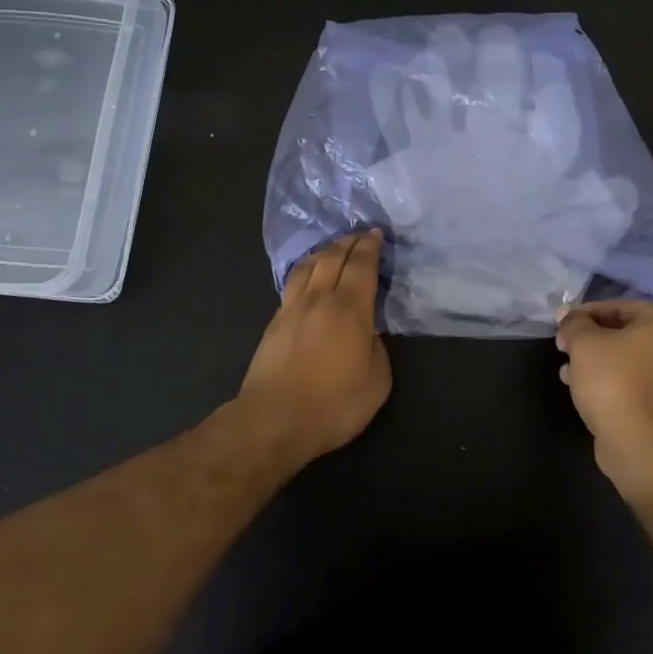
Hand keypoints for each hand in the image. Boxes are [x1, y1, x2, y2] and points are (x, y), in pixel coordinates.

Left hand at [238, 230, 391, 464]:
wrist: (274, 420)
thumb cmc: (333, 403)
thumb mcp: (377, 382)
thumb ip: (378, 349)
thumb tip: (368, 334)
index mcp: (350, 308)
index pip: (361, 265)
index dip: (370, 247)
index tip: (376, 234)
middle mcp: (319, 298)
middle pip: (333, 257)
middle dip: (349, 242)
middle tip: (360, 234)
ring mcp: (292, 308)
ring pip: (308, 266)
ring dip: (324, 251)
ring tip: (334, 248)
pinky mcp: (274, 322)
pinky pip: (293, 283)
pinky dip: (306, 270)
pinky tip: (308, 276)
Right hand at [555, 299, 652, 495]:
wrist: (640, 442)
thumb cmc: (614, 380)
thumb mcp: (584, 342)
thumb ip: (574, 323)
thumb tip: (567, 315)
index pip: (621, 306)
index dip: (585, 313)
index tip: (562, 324)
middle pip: (627, 333)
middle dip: (591, 339)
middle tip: (564, 347)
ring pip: (630, 361)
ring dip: (598, 362)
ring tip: (568, 371)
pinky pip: (636, 384)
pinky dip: (612, 382)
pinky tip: (585, 391)